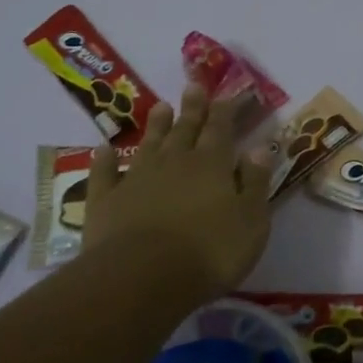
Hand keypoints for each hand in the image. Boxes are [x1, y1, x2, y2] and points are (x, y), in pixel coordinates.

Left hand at [80, 85, 274, 301]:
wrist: (142, 277)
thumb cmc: (209, 253)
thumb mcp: (251, 222)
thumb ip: (255, 183)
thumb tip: (259, 149)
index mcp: (211, 165)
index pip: (221, 129)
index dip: (225, 110)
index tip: (228, 94)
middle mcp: (174, 162)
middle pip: (185, 128)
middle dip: (192, 108)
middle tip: (193, 85)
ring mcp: (137, 179)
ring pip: (148, 143)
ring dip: (156, 125)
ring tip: (160, 105)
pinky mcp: (106, 200)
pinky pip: (105, 173)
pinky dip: (104, 160)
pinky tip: (103, 149)